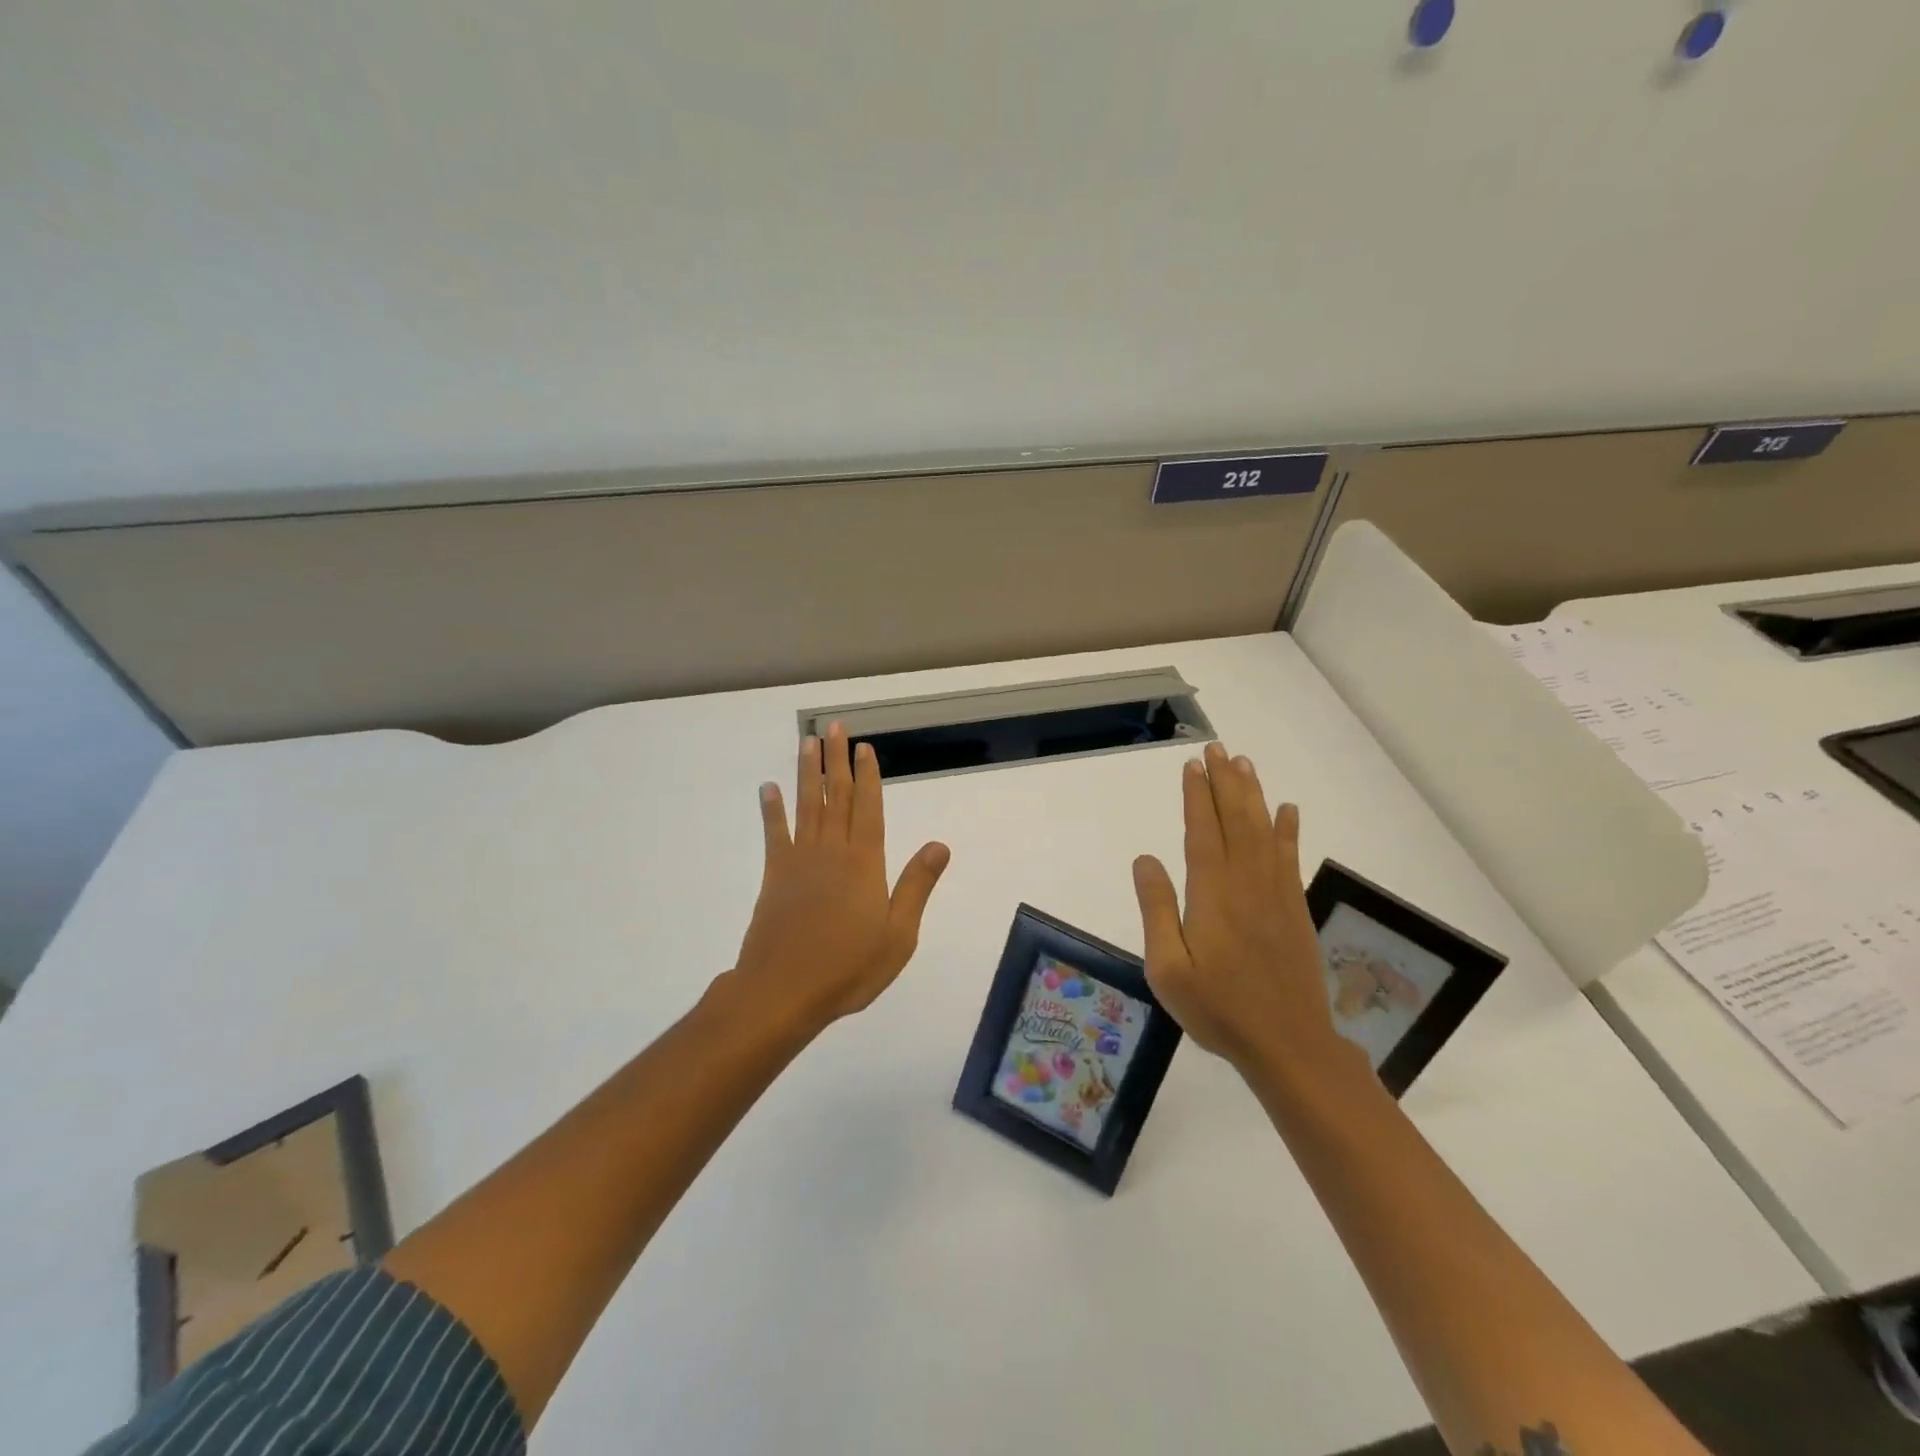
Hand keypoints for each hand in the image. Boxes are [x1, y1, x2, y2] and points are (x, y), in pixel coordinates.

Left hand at [730, 723, 951, 1030]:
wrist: (784, 991)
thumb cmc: (849, 967)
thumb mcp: (899, 934)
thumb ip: (916, 885)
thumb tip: (940, 845)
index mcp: (865, 863)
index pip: (868, 807)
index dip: (867, 776)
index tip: (864, 747)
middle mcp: (832, 851)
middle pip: (835, 796)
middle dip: (836, 760)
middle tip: (833, 727)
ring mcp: (799, 861)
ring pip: (805, 805)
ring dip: (806, 772)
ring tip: (806, 742)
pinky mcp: (774, 876)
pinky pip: (774, 834)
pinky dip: (771, 810)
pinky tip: (768, 789)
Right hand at [1131, 743, 1348, 1073]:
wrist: (1288, 1045)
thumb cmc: (1218, 1009)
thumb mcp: (1168, 969)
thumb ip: (1156, 910)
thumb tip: (1145, 859)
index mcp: (1212, 894)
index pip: (1203, 832)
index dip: (1197, 796)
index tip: (1192, 766)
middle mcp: (1247, 883)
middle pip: (1236, 820)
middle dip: (1224, 782)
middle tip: (1217, 749)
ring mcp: (1276, 894)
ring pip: (1264, 830)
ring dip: (1253, 795)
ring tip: (1244, 764)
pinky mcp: (1295, 909)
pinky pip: (1290, 857)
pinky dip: (1288, 830)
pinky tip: (1288, 810)